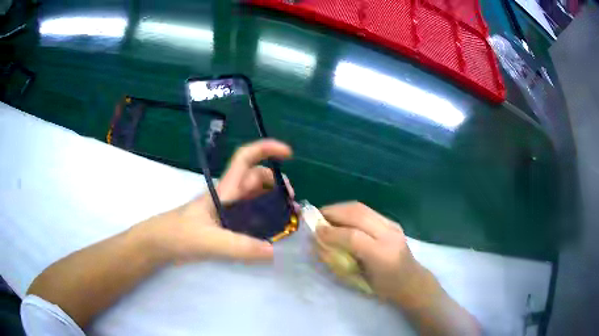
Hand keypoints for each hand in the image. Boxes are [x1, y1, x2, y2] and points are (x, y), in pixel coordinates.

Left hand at [137, 139, 292, 263]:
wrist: (159, 244)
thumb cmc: (178, 234)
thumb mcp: (208, 240)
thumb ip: (239, 246)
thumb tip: (273, 251)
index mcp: (225, 190)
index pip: (245, 158)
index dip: (267, 149)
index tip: (288, 154)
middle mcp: (229, 196)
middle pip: (258, 179)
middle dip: (278, 185)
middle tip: (291, 204)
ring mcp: (228, 211)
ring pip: (256, 198)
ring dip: (274, 204)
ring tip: (288, 220)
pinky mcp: (226, 225)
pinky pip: (251, 217)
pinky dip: (265, 220)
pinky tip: (271, 234)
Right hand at [315, 202, 425, 304]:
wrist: (412, 281)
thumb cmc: (384, 288)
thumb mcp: (360, 281)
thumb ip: (340, 261)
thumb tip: (319, 244)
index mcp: (382, 255)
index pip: (353, 236)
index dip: (331, 232)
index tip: (314, 231)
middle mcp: (389, 235)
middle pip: (358, 214)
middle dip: (333, 212)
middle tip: (317, 217)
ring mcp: (392, 226)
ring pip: (362, 208)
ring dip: (341, 208)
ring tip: (326, 214)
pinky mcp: (392, 222)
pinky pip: (367, 211)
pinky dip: (350, 211)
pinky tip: (342, 217)